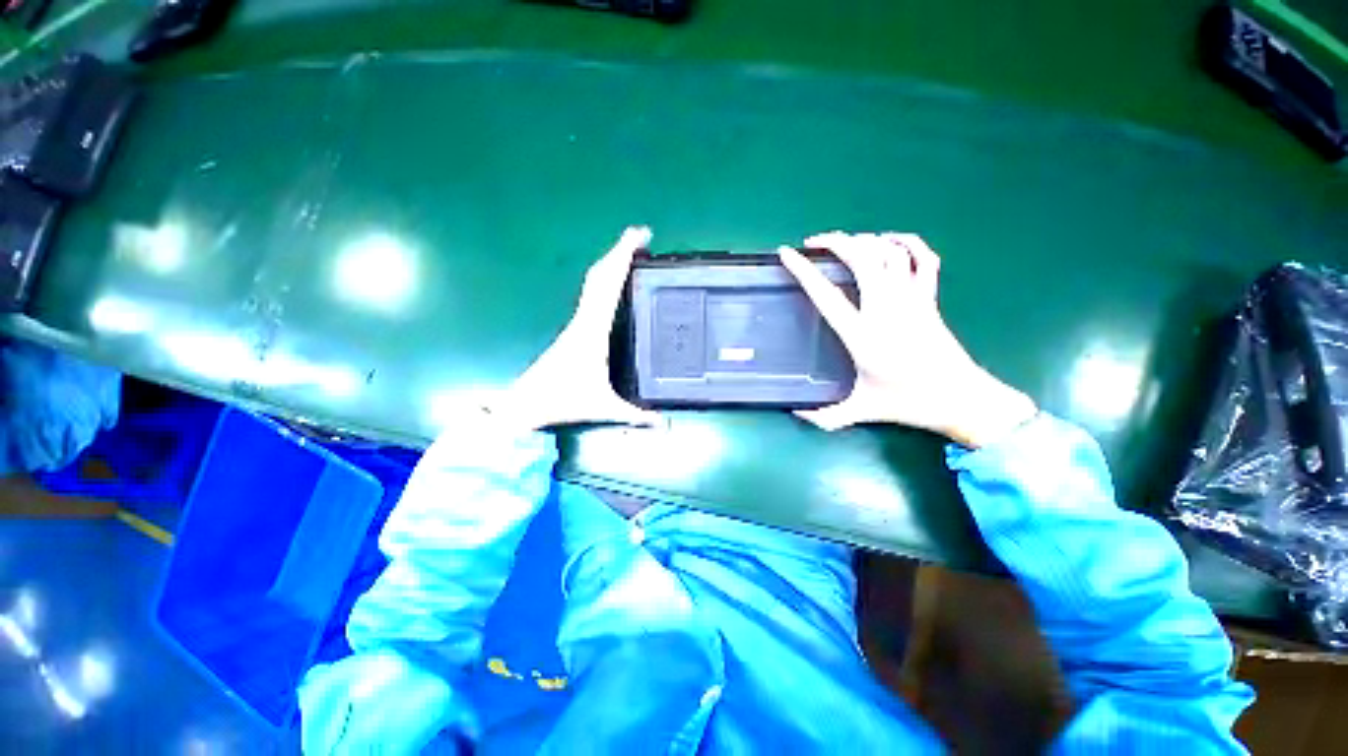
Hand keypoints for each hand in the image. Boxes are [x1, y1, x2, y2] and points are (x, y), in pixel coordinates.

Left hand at [489, 227, 661, 431]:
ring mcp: (578, 321)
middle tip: (642, 235)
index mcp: (593, 330)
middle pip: (601, 275)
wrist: (526, 403)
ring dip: (611, 262)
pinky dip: (605, 279)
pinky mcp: (576, 327)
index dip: (623, 258)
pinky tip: (615, 281)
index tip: (639, 238)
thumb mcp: (605, 408)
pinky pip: (592, 294)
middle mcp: (584, 319)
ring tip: (632, 252)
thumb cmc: (563, 401)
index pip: (609, 286)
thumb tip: (663, 425)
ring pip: (594, 282)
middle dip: (620, 251)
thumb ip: (635, 416)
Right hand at [779, 232, 1035, 447]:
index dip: (804, 272)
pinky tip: (890, 241)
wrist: (962, 399)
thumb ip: (826, 416)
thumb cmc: (909, 404)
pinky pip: (923, 259)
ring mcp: (912, 300)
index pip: (827, 295)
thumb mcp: (861, 411)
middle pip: (862, 259)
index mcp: (863, 335)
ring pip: (889, 253)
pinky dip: (907, 242)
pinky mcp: (930, 299)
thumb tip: (796, 414)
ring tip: (845, 241)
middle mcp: (886, 310)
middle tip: (814, 242)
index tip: (788, 254)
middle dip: (836, 242)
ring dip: (865, 240)